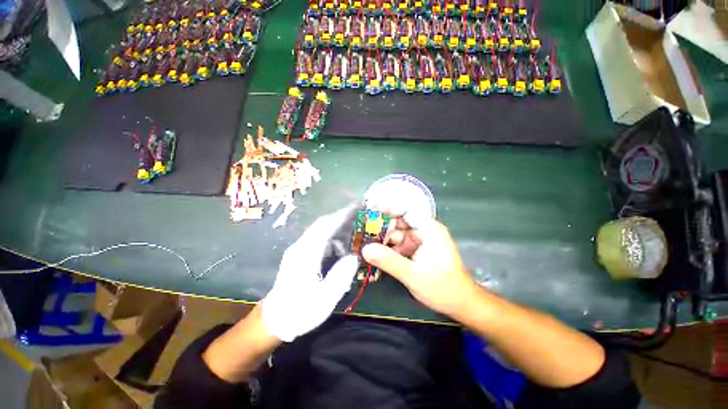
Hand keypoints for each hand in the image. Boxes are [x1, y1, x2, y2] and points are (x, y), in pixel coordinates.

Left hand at [262, 206, 358, 341]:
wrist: (275, 320)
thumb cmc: (300, 311)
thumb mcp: (325, 298)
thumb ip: (341, 275)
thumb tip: (354, 256)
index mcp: (306, 253)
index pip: (325, 226)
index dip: (342, 215)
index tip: (356, 208)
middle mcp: (300, 246)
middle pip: (322, 224)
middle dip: (341, 219)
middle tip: (359, 218)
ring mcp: (298, 250)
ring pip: (320, 231)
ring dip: (337, 231)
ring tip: (353, 239)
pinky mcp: (299, 255)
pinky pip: (318, 240)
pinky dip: (331, 240)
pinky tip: (339, 252)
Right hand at [362, 214, 477, 316]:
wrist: (460, 304)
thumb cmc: (442, 287)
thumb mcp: (413, 275)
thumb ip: (389, 261)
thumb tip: (365, 249)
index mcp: (428, 229)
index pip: (406, 209)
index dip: (388, 207)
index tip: (369, 208)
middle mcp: (423, 231)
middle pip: (398, 222)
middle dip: (381, 228)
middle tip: (362, 235)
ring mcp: (419, 241)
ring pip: (396, 234)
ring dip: (382, 241)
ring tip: (365, 247)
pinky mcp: (416, 251)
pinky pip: (398, 245)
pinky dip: (388, 250)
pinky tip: (376, 257)